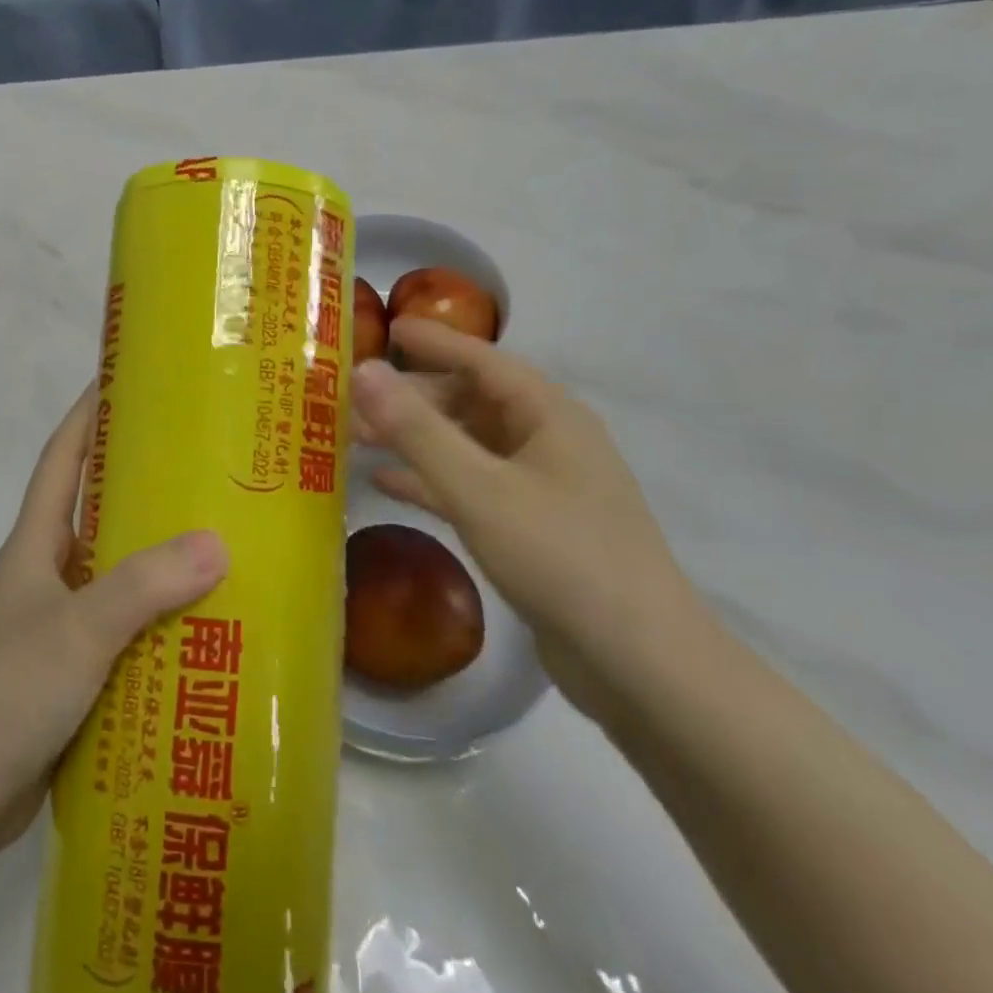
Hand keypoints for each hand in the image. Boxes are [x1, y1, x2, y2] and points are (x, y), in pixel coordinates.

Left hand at [0, 385, 227, 860]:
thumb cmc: (8, 691)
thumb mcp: (80, 629)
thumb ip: (144, 585)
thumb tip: (217, 543)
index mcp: (37, 543)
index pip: (63, 458)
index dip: (88, 414)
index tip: (124, 378)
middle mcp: (47, 572)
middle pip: (96, 509)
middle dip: (140, 481)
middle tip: (203, 462)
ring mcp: (58, 622)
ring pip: (116, 570)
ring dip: (157, 554)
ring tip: (220, 538)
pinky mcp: (73, 669)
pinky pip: (124, 625)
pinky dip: (158, 617)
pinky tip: (202, 623)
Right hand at [350, 319, 710, 717]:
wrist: (639, 665)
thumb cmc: (560, 557)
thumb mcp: (478, 488)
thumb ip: (416, 429)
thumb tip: (363, 372)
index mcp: (548, 414)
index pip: (481, 359)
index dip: (432, 341)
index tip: (385, 327)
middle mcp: (547, 440)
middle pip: (469, 401)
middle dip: (412, 397)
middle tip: (352, 397)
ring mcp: (541, 486)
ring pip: (466, 445)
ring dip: (415, 439)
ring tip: (356, 436)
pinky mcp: (531, 528)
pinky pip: (470, 487)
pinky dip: (430, 480)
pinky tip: (385, 483)